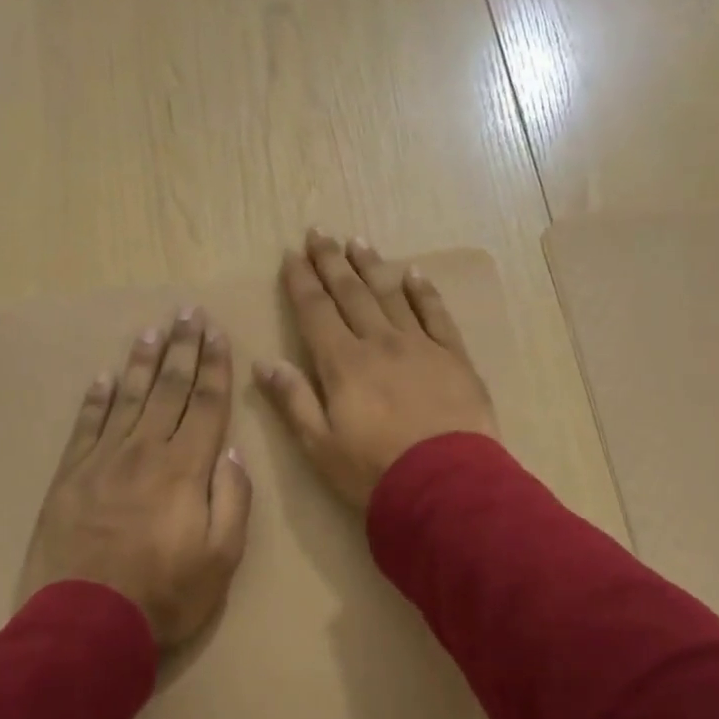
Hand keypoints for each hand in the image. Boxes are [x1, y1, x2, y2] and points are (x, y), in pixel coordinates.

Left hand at [18, 309, 251, 644]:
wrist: (85, 624)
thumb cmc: (165, 596)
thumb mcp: (222, 558)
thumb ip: (232, 499)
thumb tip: (229, 451)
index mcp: (185, 469)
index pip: (205, 404)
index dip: (214, 366)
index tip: (218, 333)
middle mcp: (144, 452)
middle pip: (167, 389)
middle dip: (182, 349)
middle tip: (188, 312)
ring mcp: (102, 461)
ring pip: (128, 398)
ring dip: (142, 363)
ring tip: (152, 331)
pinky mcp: (69, 477)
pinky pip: (86, 426)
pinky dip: (96, 399)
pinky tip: (104, 378)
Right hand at [255, 229, 498, 507]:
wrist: (446, 486)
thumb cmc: (374, 472)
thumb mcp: (320, 445)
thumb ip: (293, 400)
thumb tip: (264, 362)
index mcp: (343, 364)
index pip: (315, 311)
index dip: (301, 281)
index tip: (291, 254)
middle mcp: (380, 343)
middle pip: (351, 293)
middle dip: (332, 262)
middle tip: (319, 233)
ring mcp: (421, 346)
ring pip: (391, 295)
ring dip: (372, 266)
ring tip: (357, 241)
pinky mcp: (454, 357)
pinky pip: (436, 314)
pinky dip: (423, 291)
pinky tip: (413, 273)